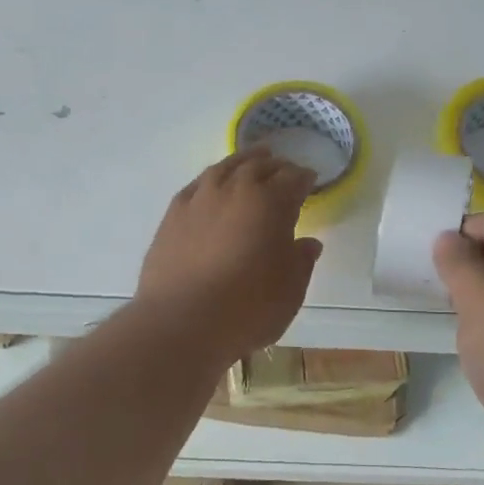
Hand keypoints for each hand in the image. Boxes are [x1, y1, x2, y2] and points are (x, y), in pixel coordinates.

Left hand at [136, 148, 323, 362]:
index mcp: (271, 202)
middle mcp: (236, 189)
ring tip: (251, 162)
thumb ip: (301, 261)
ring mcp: (200, 198)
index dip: (304, 178)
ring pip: (225, 167)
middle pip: (259, 166)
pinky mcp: (173, 213)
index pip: (293, 178)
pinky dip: (211, 180)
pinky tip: (211, 185)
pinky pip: (197, 184)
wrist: (181, 322)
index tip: (310, 180)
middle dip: (276, 166)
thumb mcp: (290, 290)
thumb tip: (308, 243)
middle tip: (283, 170)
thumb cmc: (247, 308)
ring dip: (242, 162)